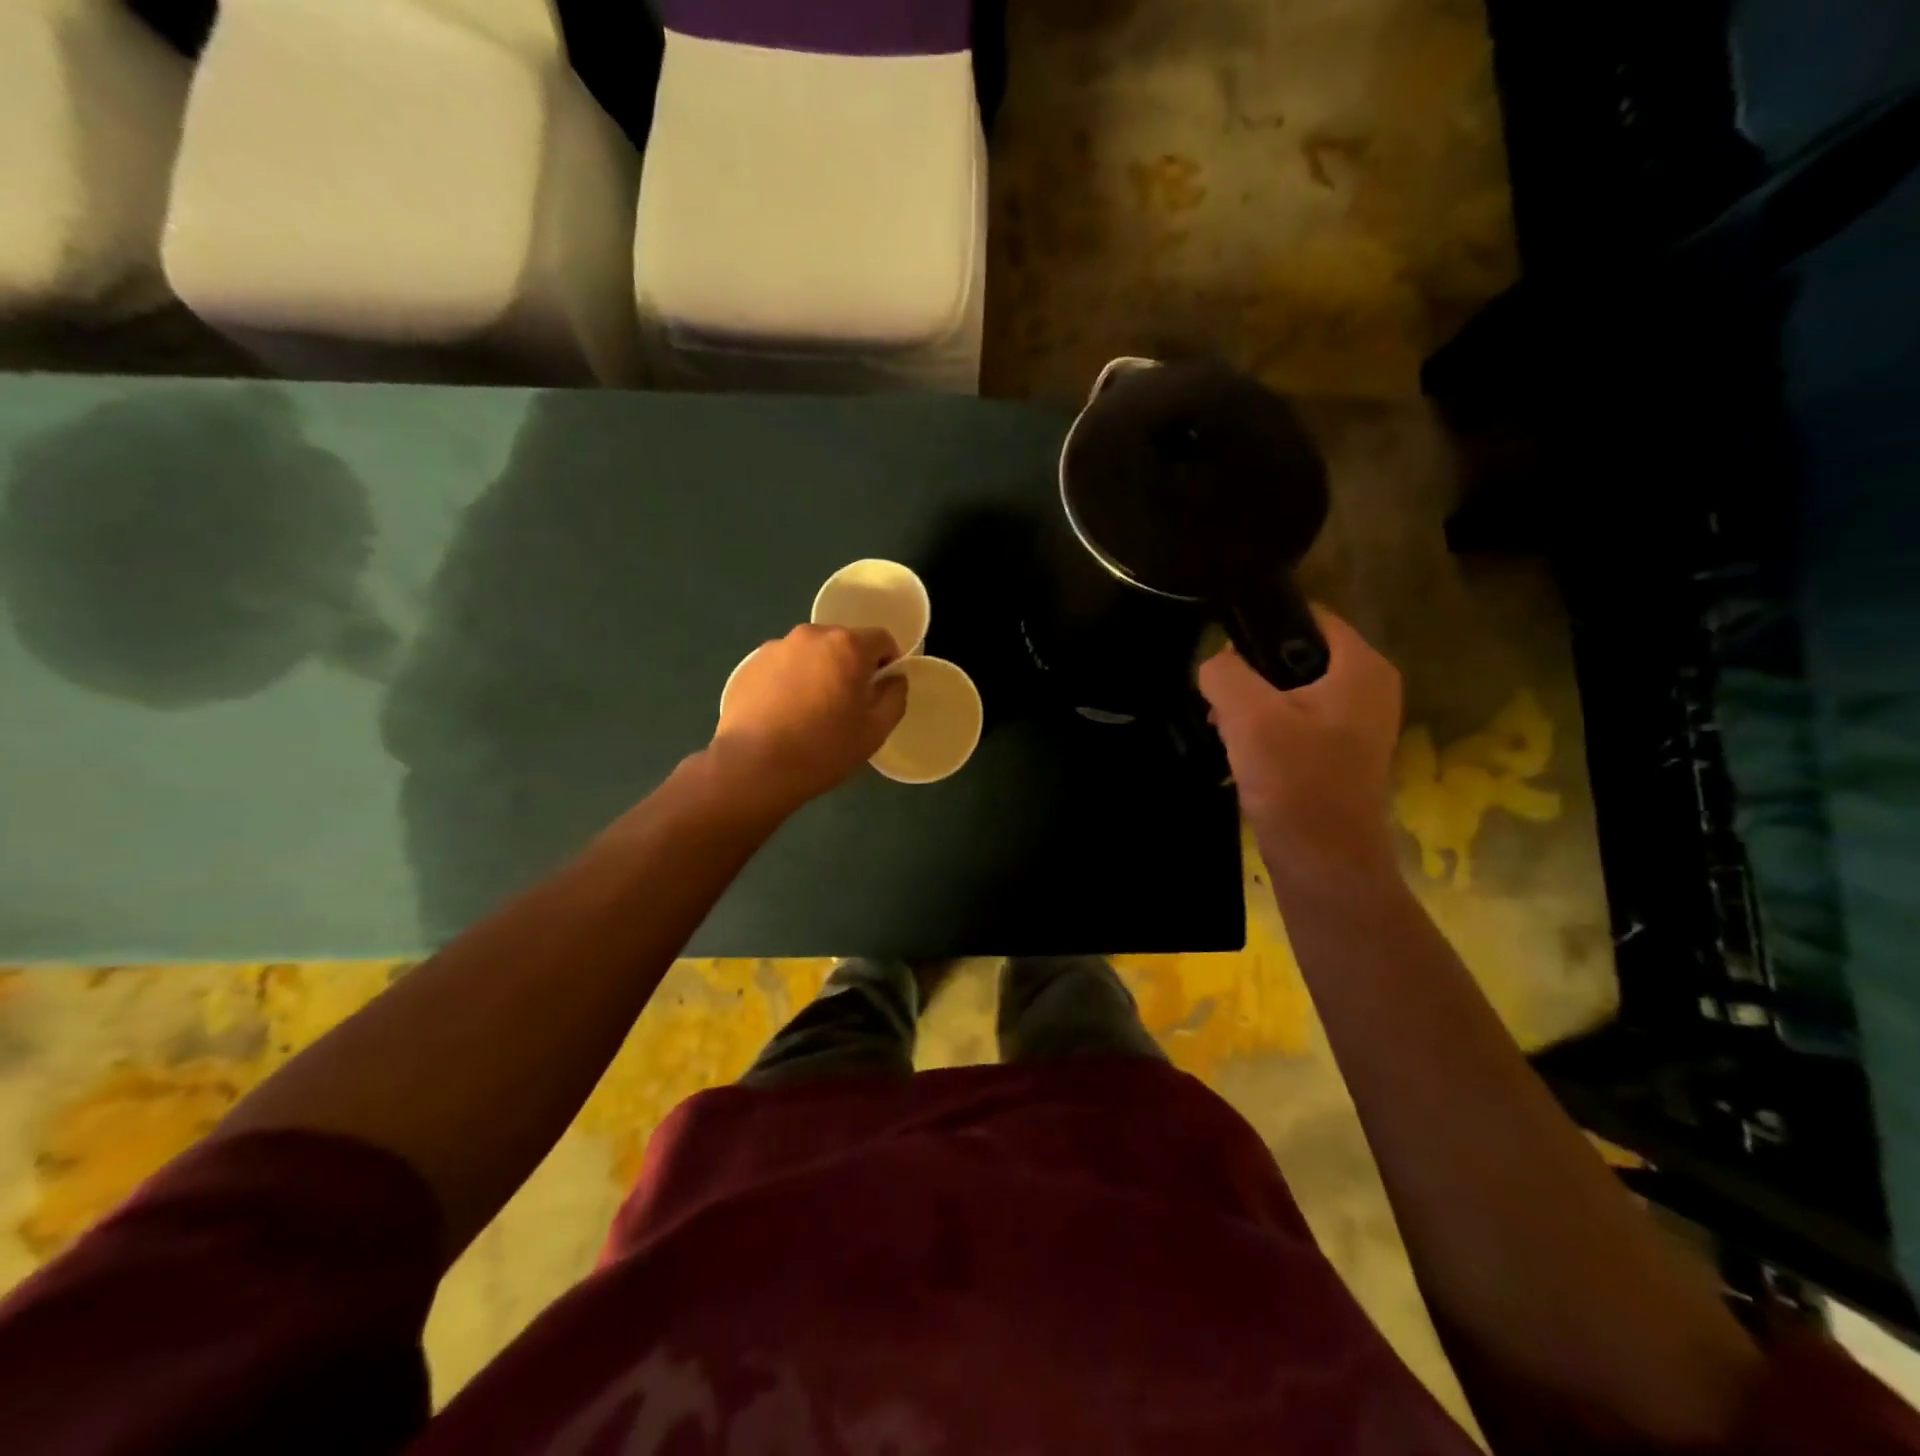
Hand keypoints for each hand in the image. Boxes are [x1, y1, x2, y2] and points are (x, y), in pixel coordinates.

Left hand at [709, 624, 908, 813]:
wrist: (753, 767)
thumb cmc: (824, 749)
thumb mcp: (875, 730)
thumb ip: (894, 696)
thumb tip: (894, 679)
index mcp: (847, 645)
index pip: (882, 639)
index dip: (888, 662)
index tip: (881, 690)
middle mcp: (811, 635)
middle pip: (843, 643)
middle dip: (851, 666)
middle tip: (846, 704)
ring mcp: (775, 647)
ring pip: (810, 654)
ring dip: (819, 672)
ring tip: (810, 711)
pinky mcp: (749, 665)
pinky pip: (782, 666)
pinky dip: (789, 681)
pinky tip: (783, 715)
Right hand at [1199, 607, 1402, 881]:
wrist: (1324, 864)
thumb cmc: (1295, 784)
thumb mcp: (1249, 718)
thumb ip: (1224, 673)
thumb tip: (1215, 664)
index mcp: (1362, 667)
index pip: (1308, 615)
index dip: (1260, 626)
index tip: (1223, 655)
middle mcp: (1368, 687)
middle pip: (1294, 653)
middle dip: (1249, 673)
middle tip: (1220, 702)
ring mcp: (1356, 723)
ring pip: (1289, 689)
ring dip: (1252, 705)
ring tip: (1225, 729)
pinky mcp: (1339, 753)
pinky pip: (1294, 720)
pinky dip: (1265, 729)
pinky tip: (1242, 752)